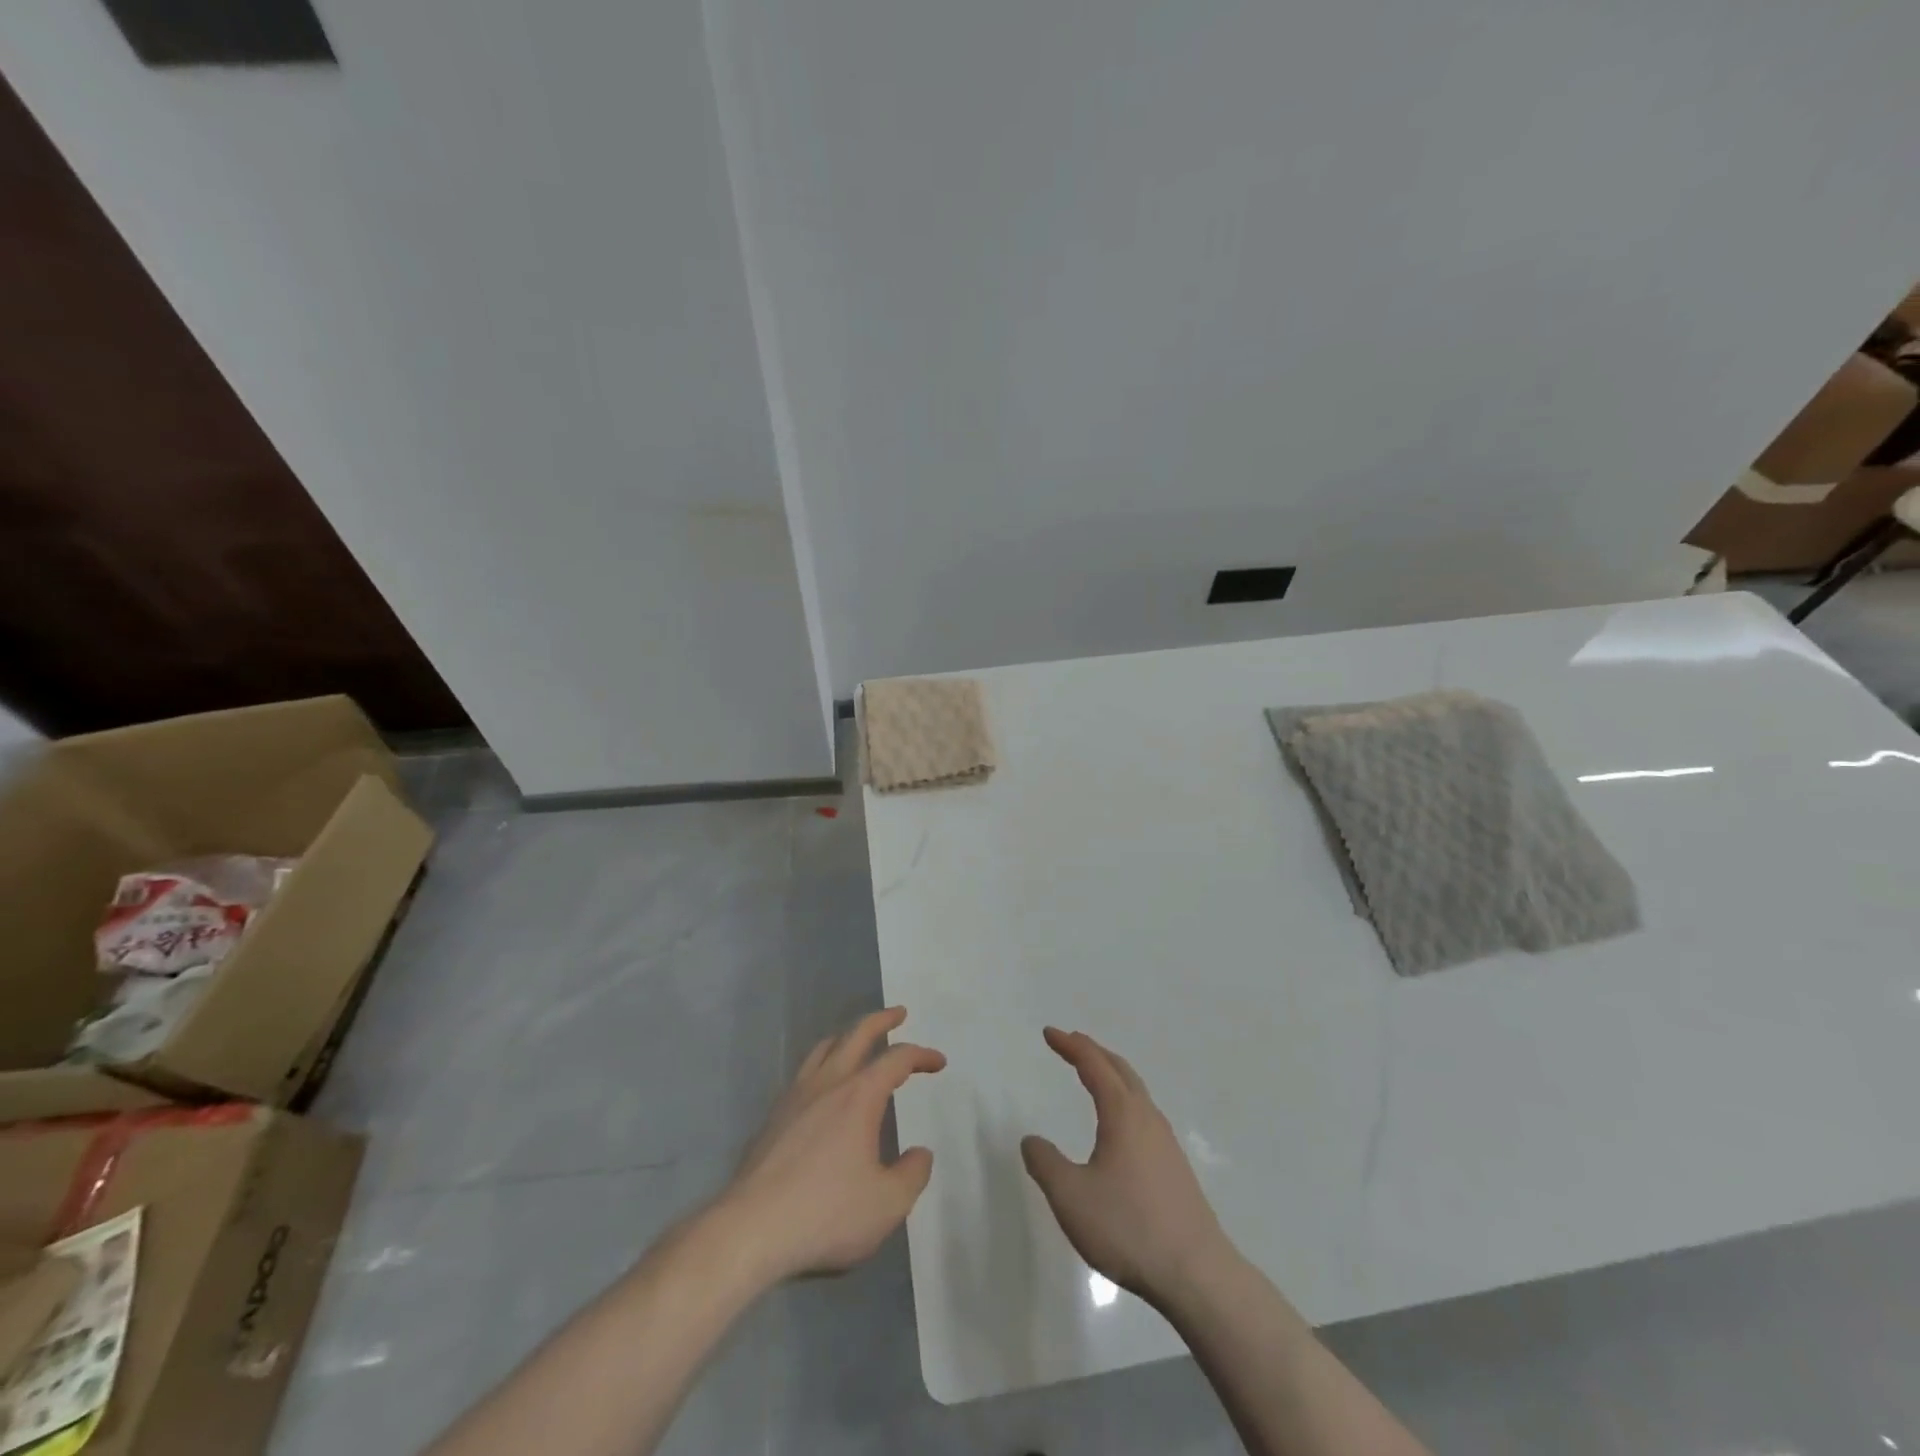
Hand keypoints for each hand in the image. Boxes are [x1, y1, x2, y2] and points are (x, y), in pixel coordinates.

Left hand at [716, 1006, 944, 1282]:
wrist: (750, 1230)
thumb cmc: (826, 1214)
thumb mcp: (887, 1204)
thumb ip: (912, 1174)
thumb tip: (920, 1153)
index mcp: (859, 1096)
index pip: (896, 1059)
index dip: (921, 1055)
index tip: (938, 1063)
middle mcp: (827, 1084)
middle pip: (856, 1034)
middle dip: (881, 1020)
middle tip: (898, 1013)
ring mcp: (795, 1096)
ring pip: (824, 1048)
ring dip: (847, 1036)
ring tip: (859, 1039)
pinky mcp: (773, 1117)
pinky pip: (804, 1072)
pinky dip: (823, 1063)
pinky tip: (824, 1085)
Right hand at [1021, 1026, 1233, 1306]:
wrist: (1197, 1275)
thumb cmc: (1129, 1228)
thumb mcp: (1071, 1197)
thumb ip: (1045, 1163)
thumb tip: (1032, 1140)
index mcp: (1123, 1114)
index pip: (1093, 1064)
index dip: (1070, 1046)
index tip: (1049, 1033)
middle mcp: (1147, 1118)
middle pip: (1120, 1070)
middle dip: (1093, 1052)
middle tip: (1070, 1043)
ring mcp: (1166, 1142)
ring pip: (1136, 1091)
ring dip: (1112, 1074)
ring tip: (1093, 1075)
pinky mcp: (1175, 1167)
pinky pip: (1144, 1114)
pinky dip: (1124, 1099)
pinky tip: (1119, 1125)